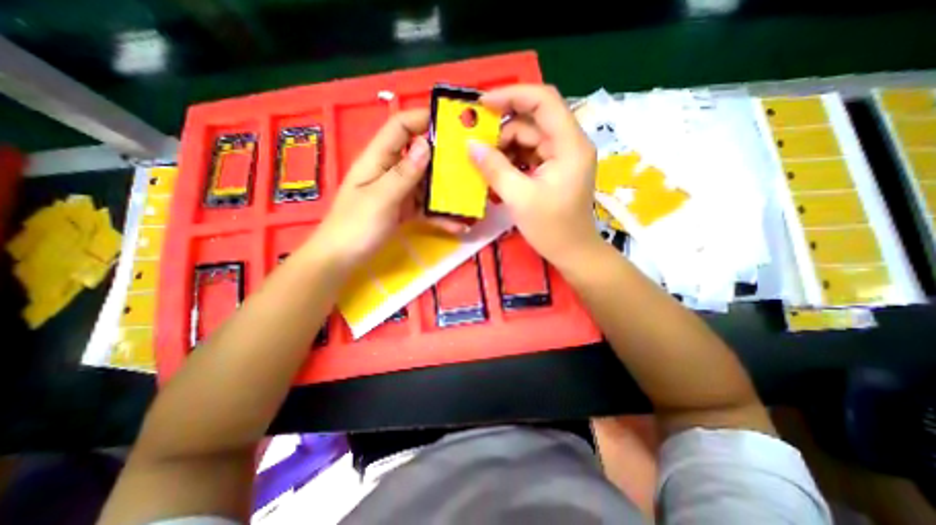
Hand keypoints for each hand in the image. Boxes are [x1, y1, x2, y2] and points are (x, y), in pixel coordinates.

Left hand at [309, 108, 463, 265]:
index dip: (422, 119)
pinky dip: (441, 216)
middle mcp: (391, 171)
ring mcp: (399, 192)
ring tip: (471, 197)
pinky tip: (459, 226)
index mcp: (378, 159)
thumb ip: (403, 174)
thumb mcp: (380, 199)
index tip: (451, 124)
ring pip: (427, 184)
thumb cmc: (355, 227)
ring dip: (447, 191)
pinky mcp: (405, 211)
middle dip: (444, 158)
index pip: (400, 128)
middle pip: (419, 155)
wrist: (342, 260)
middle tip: (471, 163)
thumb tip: (427, 145)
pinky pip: (426, 208)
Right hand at [472, 86, 603, 268]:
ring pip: (529, 138)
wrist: (572, 253)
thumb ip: (494, 168)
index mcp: (569, 145)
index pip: (544, 101)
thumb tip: (470, 145)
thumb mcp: (519, 198)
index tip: (482, 105)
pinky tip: (498, 171)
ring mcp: (562, 157)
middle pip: (533, 121)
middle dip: (503, 130)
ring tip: (485, 164)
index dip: (512, 96)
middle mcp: (569, 144)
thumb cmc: (552, 229)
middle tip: (477, 145)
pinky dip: (512, 160)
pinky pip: (530, 154)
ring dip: (505, 148)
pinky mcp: (555, 169)